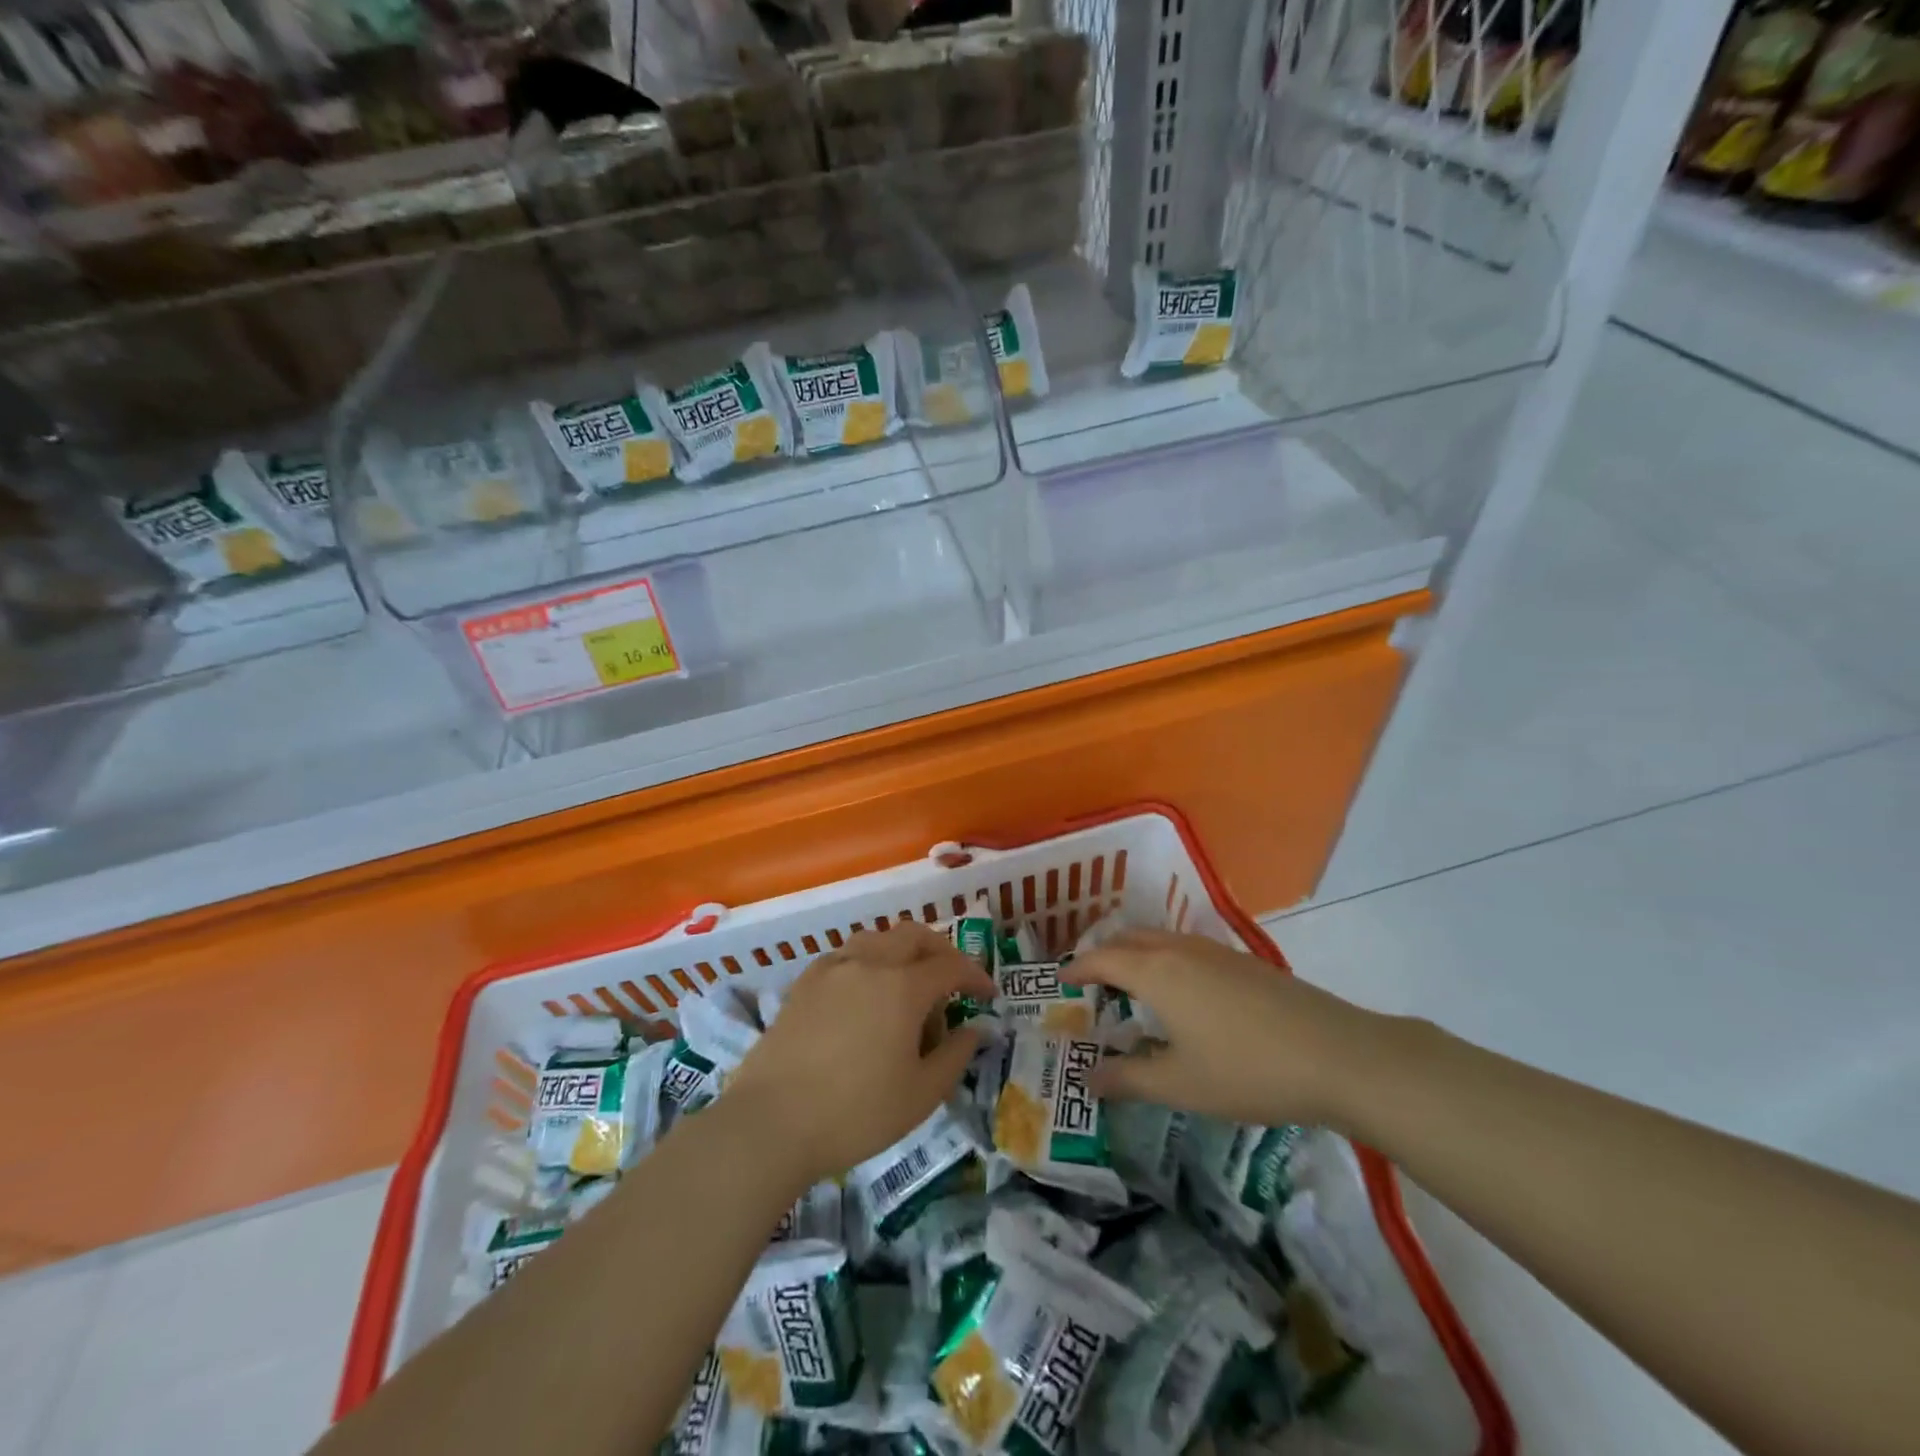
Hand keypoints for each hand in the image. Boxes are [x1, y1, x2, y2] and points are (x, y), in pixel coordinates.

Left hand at [725, 922, 994, 1185]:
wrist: (770, 1123)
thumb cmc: (855, 1113)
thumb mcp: (921, 1095)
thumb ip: (955, 1055)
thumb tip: (974, 1029)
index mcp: (903, 986)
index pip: (950, 966)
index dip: (975, 976)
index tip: (988, 995)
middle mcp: (869, 963)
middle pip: (913, 935)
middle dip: (940, 951)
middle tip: (952, 980)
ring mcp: (832, 969)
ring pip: (877, 939)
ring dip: (902, 952)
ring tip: (907, 986)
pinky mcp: (804, 983)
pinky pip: (846, 955)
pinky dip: (868, 962)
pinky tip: (864, 995)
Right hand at [1064, 929, 1385, 1130]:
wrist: (1337, 1055)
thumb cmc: (1247, 1071)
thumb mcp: (1179, 1084)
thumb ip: (1127, 1078)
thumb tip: (1086, 1078)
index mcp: (1156, 972)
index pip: (1101, 959)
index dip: (1077, 968)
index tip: (1060, 981)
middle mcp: (1180, 950)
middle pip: (1129, 939)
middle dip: (1104, 955)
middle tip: (1091, 982)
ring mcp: (1216, 951)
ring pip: (1160, 939)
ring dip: (1136, 954)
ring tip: (1131, 985)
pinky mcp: (1244, 961)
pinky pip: (1187, 948)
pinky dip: (1166, 959)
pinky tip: (1182, 993)